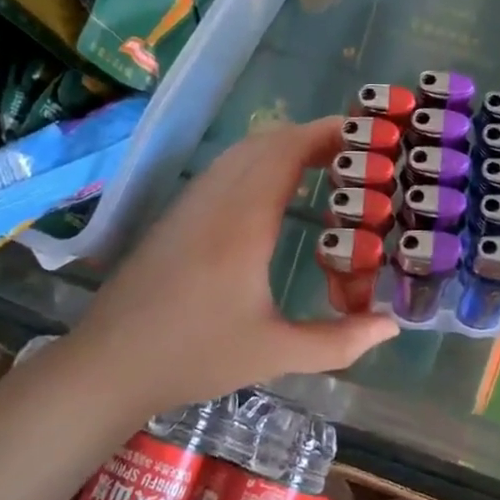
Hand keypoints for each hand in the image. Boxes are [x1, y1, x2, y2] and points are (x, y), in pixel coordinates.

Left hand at [74, 117, 396, 415]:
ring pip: (242, 151)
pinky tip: (274, 191)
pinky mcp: (177, 214)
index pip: (287, 151)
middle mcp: (217, 199)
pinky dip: (259, 161)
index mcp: (244, 221)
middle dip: (312, 136)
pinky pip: (225, 167)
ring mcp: (192, 202)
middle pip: (267, 142)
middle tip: (354, 153)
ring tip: (323, 166)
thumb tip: (392, 326)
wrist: (107, 365)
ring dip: (284, 146)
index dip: (326, 133)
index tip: (365, 134)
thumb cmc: (194, 356)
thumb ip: (338, 341)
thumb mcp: (274, 354)